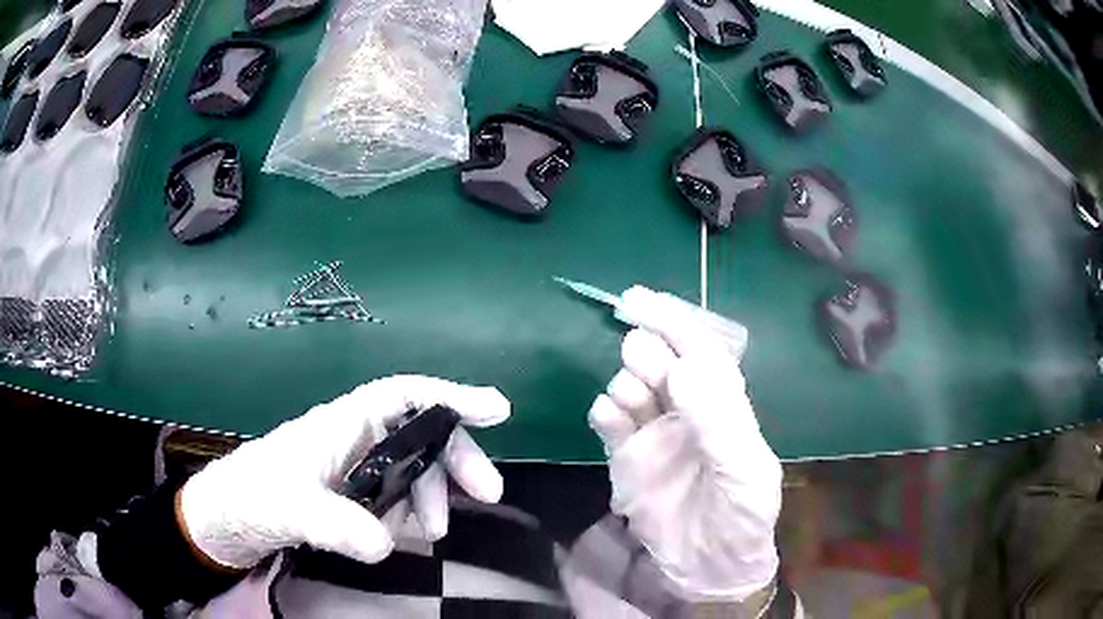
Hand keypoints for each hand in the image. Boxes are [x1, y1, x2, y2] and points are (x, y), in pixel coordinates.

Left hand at [178, 376, 510, 569]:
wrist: (228, 517)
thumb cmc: (253, 495)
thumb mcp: (291, 508)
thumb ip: (335, 524)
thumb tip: (388, 545)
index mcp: (344, 424)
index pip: (405, 396)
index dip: (452, 397)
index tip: (498, 410)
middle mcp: (356, 440)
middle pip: (420, 434)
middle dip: (456, 459)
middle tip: (488, 494)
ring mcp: (356, 469)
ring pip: (412, 468)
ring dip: (434, 494)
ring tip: (436, 532)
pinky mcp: (352, 496)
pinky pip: (396, 496)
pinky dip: (413, 512)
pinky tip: (412, 535)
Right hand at [588, 287, 782, 601]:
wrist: (710, 569)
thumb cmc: (741, 518)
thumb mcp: (743, 473)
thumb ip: (718, 423)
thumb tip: (684, 368)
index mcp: (725, 408)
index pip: (701, 353)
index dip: (676, 325)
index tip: (643, 302)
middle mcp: (689, 414)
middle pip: (663, 365)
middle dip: (649, 353)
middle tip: (640, 361)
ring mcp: (655, 436)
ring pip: (633, 388)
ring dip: (627, 383)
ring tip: (630, 402)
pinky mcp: (627, 460)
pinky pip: (610, 424)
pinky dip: (605, 412)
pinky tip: (609, 417)